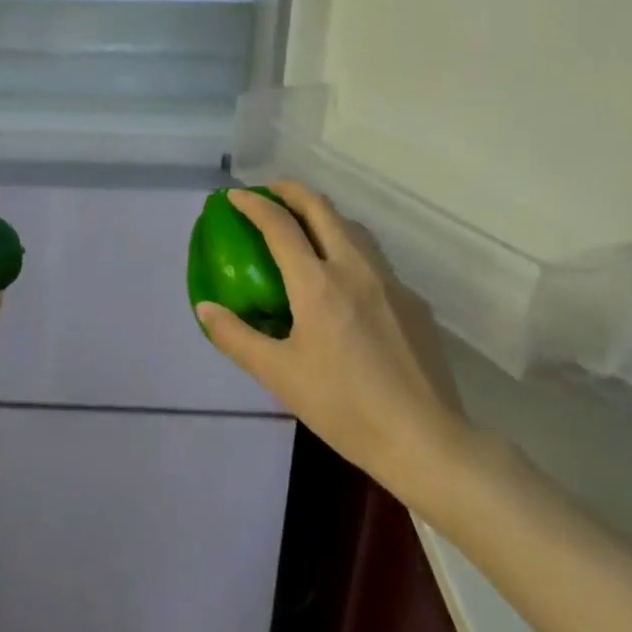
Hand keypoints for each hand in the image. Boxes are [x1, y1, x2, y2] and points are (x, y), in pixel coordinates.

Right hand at [196, 182, 476, 514]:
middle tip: (269, 193)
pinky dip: (349, 247)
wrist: (426, 440)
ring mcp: (391, 282)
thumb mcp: (279, 375)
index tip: (234, 196)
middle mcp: (356, 269)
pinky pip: (375, 259)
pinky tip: (344, 281)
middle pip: (323, 209)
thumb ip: (236, 337)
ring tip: (304, 226)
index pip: (280, 225)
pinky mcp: (414, 302)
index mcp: (318, 284)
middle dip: (292, 191)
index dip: (254, 204)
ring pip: (354, 228)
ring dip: (324, 214)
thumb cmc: (344, 407)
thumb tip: (205, 308)